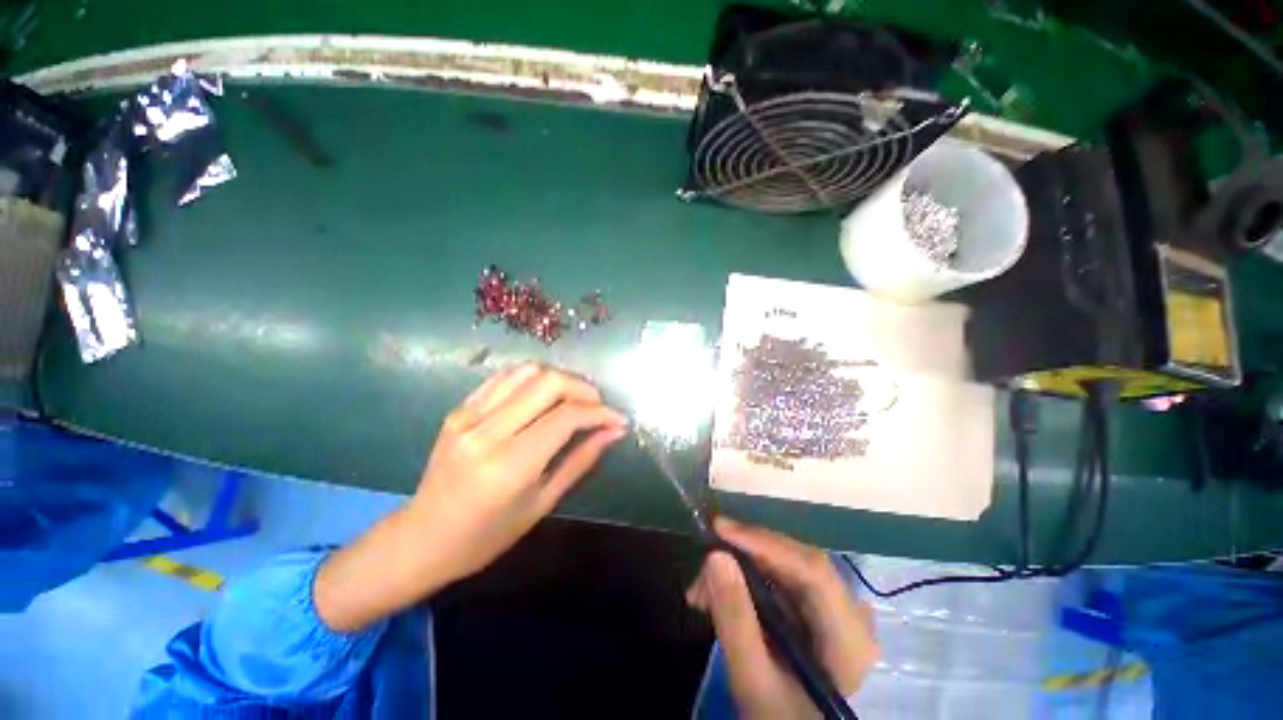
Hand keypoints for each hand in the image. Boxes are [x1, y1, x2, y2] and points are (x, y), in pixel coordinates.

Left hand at [407, 362, 628, 582]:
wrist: (421, 538)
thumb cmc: (486, 536)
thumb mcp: (542, 504)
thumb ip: (581, 460)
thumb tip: (614, 431)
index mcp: (509, 466)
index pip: (566, 417)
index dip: (600, 412)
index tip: (618, 419)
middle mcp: (487, 432)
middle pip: (548, 382)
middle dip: (583, 388)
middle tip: (597, 406)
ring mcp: (468, 416)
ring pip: (527, 372)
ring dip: (560, 378)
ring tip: (574, 399)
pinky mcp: (459, 409)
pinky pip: (504, 377)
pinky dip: (533, 378)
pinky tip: (544, 395)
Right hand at [686, 519, 878, 719]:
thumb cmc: (780, 718)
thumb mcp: (753, 680)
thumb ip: (735, 620)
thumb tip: (715, 556)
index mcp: (850, 637)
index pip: (813, 571)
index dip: (766, 544)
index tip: (720, 529)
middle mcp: (849, 612)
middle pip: (796, 562)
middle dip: (744, 556)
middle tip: (704, 560)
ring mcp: (832, 607)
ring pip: (781, 565)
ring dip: (737, 568)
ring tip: (700, 591)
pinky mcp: (812, 607)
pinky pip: (776, 578)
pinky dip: (743, 581)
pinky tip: (716, 594)